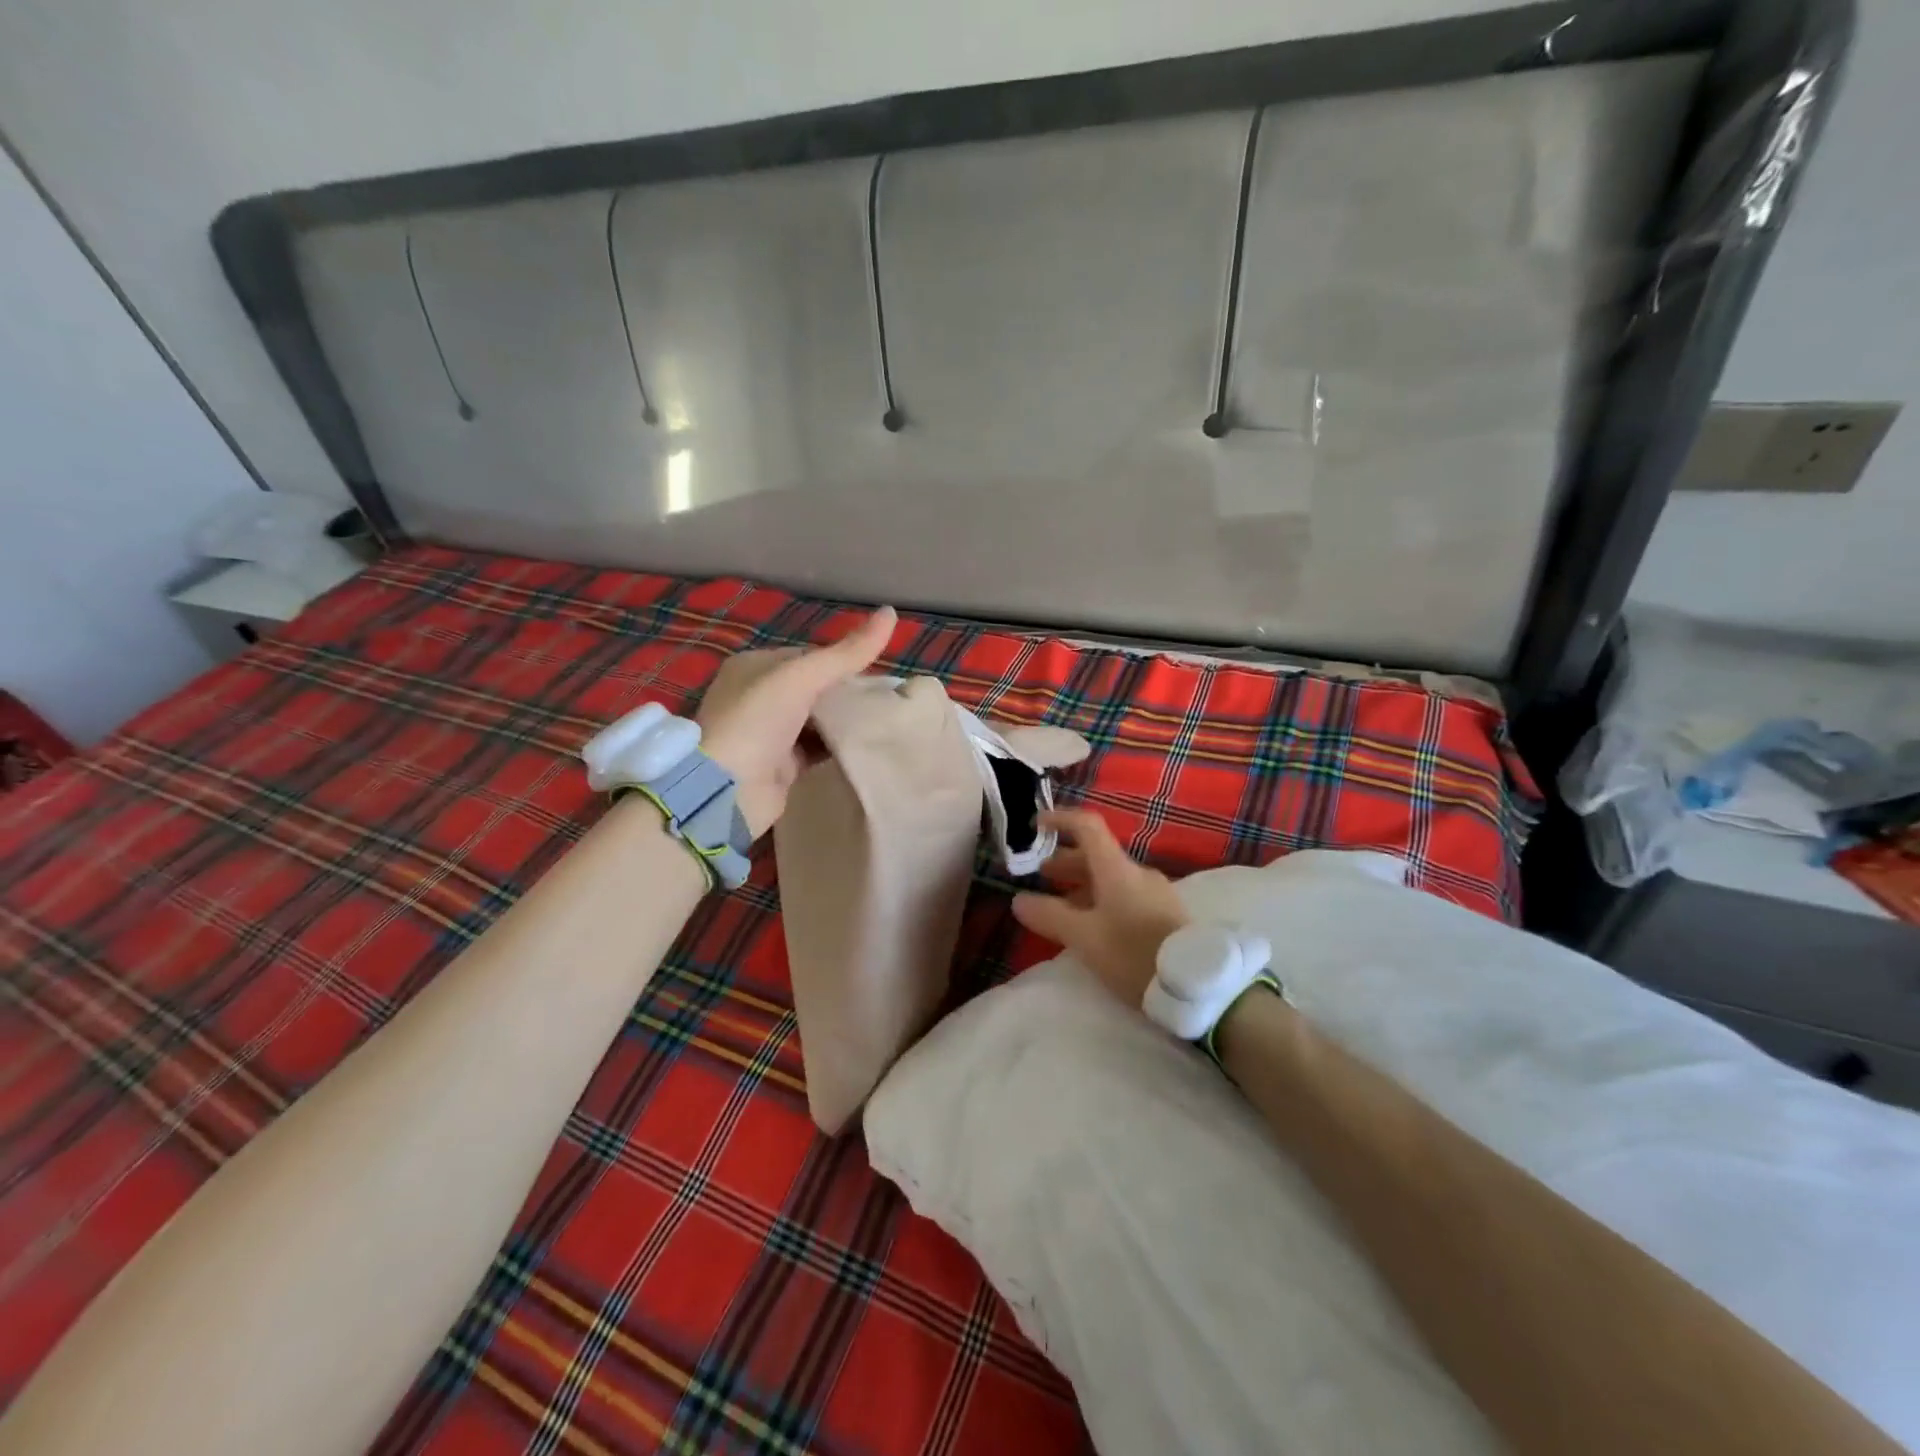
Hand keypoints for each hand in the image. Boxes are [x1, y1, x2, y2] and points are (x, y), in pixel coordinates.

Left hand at [695, 606, 896, 836]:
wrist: (727, 790)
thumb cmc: (757, 721)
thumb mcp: (802, 677)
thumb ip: (847, 652)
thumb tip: (891, 612)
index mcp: (754, 666)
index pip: (807, 656)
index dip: (842, 661)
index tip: (878, 671)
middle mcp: (757, 696)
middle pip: (813, 689)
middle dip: (845, 693)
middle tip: (885, 698)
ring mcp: (767, 733)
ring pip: (816, 720)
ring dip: (843, 721)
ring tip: (883, 719)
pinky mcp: (779, 766)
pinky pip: (815, 750)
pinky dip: (836, 747)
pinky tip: (865, 745)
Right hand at [1011, 809, 1190, 1007]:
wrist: (1196, 985)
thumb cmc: (1133, 954)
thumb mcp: (1083, 937)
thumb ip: (1049, 916)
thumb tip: (1019, 899)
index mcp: (1116, 869)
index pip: (1087, 826)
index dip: (1061, 820)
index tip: (1036, 826)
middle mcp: (1137, 873)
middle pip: (1097, 854)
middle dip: (1065, 861)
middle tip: (1041, 875)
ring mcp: (1156, 892)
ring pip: (1111, 877)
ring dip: (1083, 884)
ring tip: (1062, 906)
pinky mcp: (1166, 914)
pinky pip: (1126, 895)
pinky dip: (1102, 899)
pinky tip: (1094, 924)